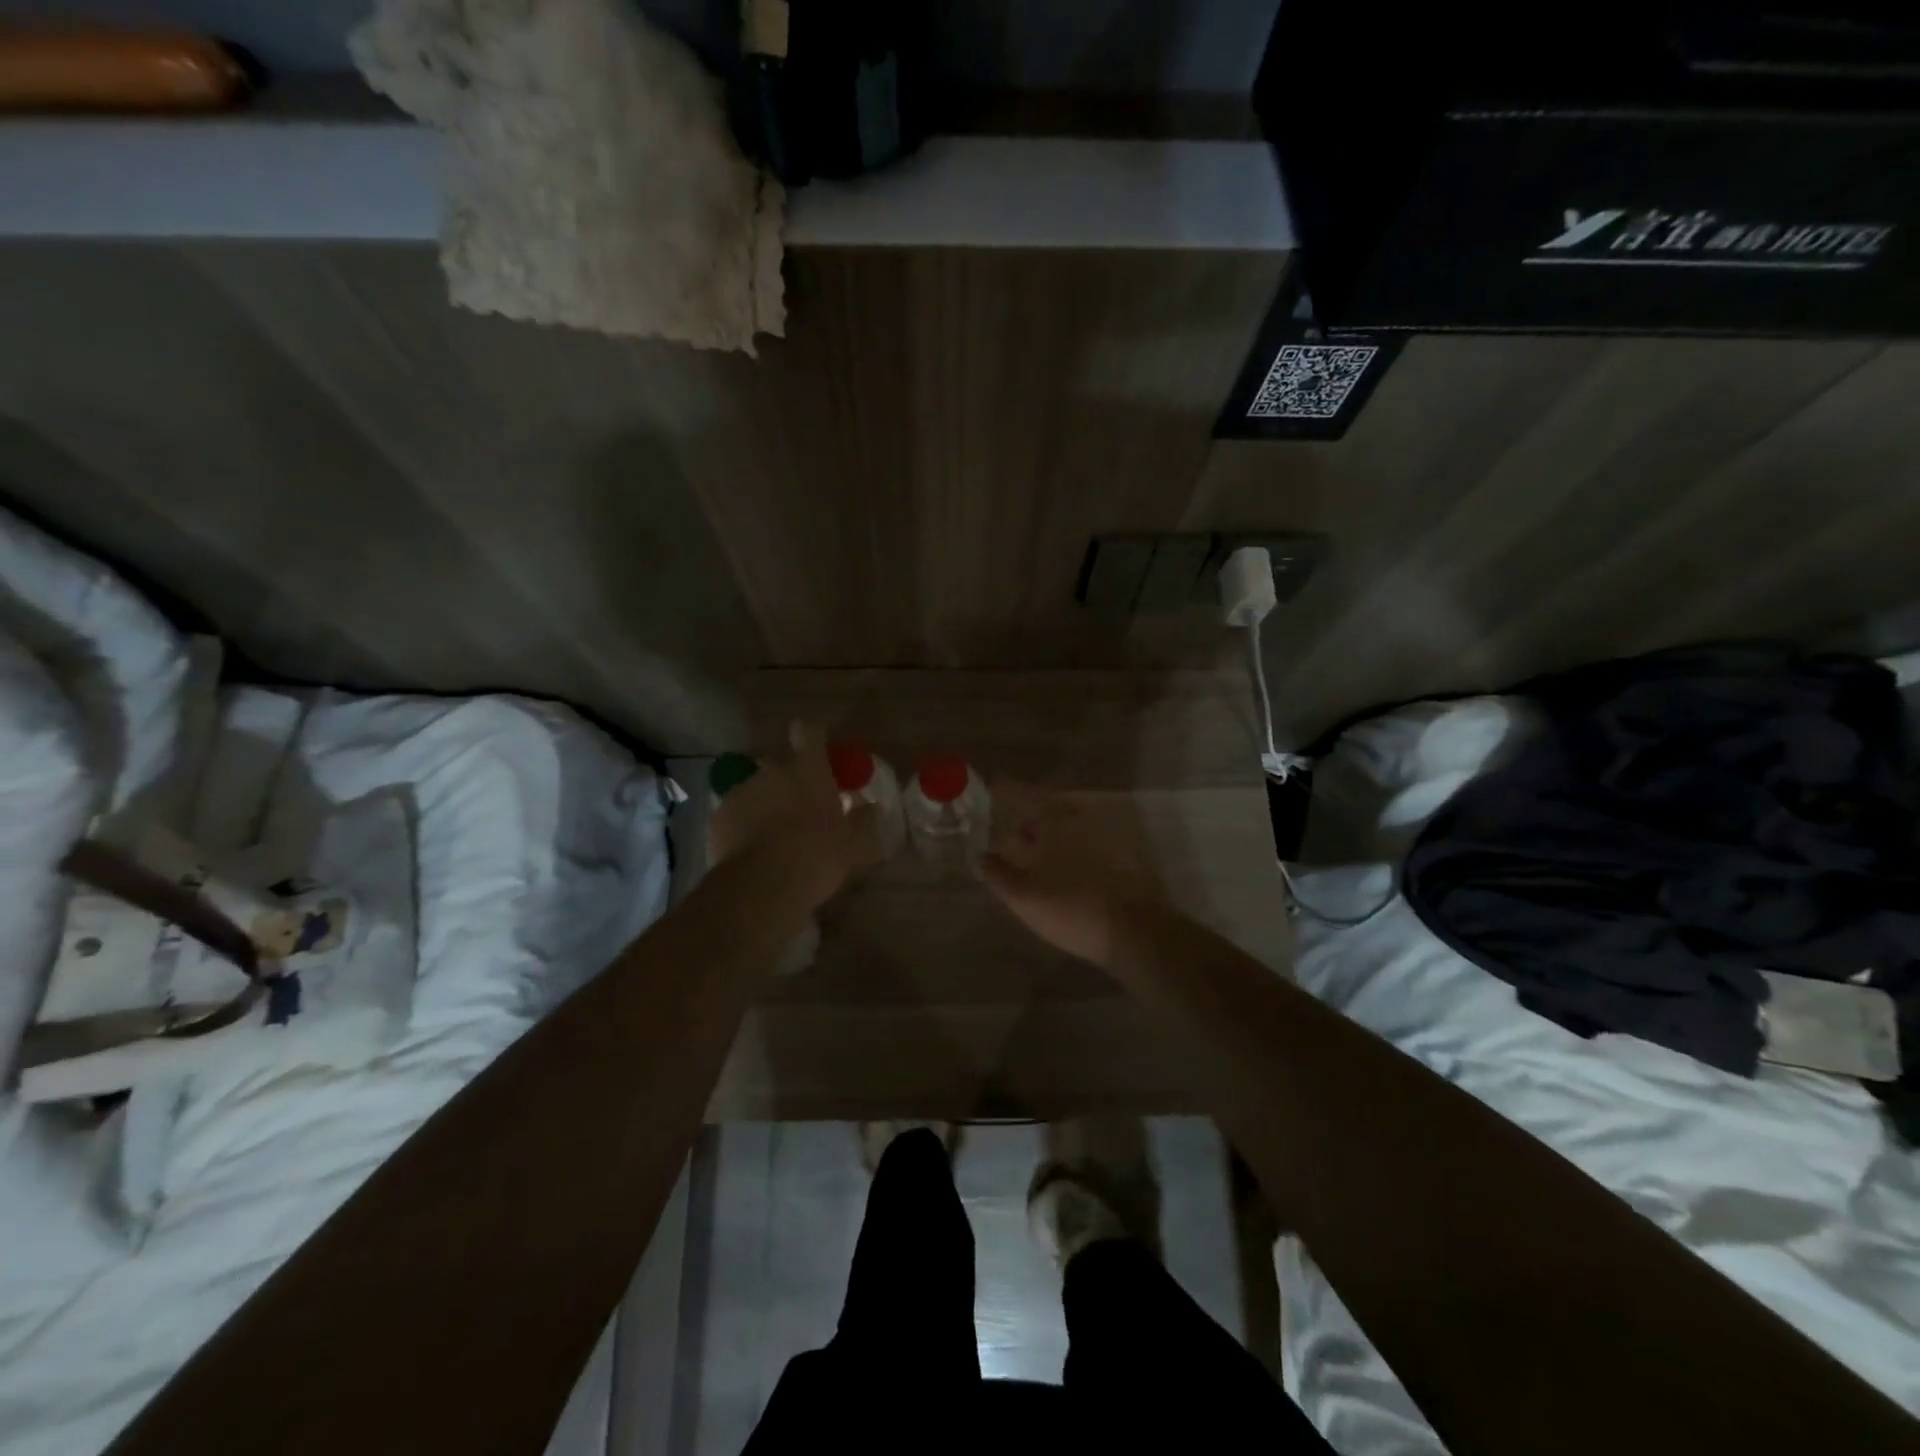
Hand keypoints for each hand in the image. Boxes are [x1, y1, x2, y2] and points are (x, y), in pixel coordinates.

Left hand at [710, 723, 883, 909]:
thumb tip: (873, 807)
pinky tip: (752, 847)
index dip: (811, 735)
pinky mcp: (719, 815)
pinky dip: (744, 823)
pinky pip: (736, 812)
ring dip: (765, 801)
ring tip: (774, 831)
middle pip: (780, 762)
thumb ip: (864, 821)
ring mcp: (742, 791)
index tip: (815, 746)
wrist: (762, 886)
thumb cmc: (818, 857)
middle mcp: (774, 771)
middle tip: (800, 803)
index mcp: (809, 770)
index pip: (809, 733)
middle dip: (789, 777)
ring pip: (756, 787)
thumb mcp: (855, 844)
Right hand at [979, 783, 1165, 970]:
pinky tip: (1059, 868)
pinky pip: (1082, 844)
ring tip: (1029, 847)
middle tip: (1008, 824)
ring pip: (1066, 826)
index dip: (1004, 789)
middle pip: (1046, 808)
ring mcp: (1102, 839)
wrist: (1134, 930)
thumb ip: (998, 873)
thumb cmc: (1072, 907)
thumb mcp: (1024, 896)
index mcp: (1053, 822)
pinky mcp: (1118, 859)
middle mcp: (1078, 821)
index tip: (990, 786)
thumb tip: (978, 855)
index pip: (1022, 794)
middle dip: (1026, 814)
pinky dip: (1066, 849)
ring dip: (1046, 832)